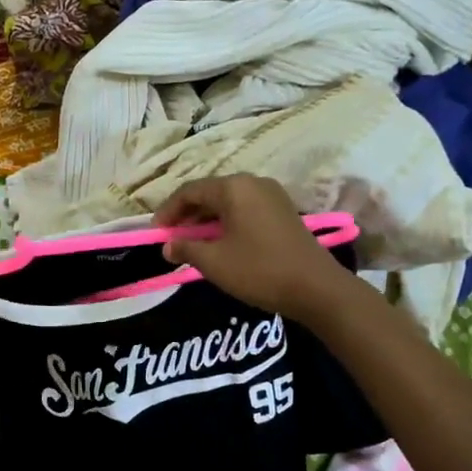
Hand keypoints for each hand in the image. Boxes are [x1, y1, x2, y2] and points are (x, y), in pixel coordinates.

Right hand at [155, 175, 351, 320]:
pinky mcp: (283, 211)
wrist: (315, 287)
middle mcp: (253, 183)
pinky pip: (245, 209)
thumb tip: (168, 245)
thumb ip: (186, 248)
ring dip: (206, 220)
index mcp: (233, 188)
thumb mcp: (214, 262)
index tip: (155, 234)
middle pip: (210, 193)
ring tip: (192, 244)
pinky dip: (226, 223)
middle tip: (172, 239)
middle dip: (187, 215)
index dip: (168, 211)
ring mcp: (272, 195)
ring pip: (228, 202)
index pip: (189, 191)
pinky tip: (220, 244)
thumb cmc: (259, 270)